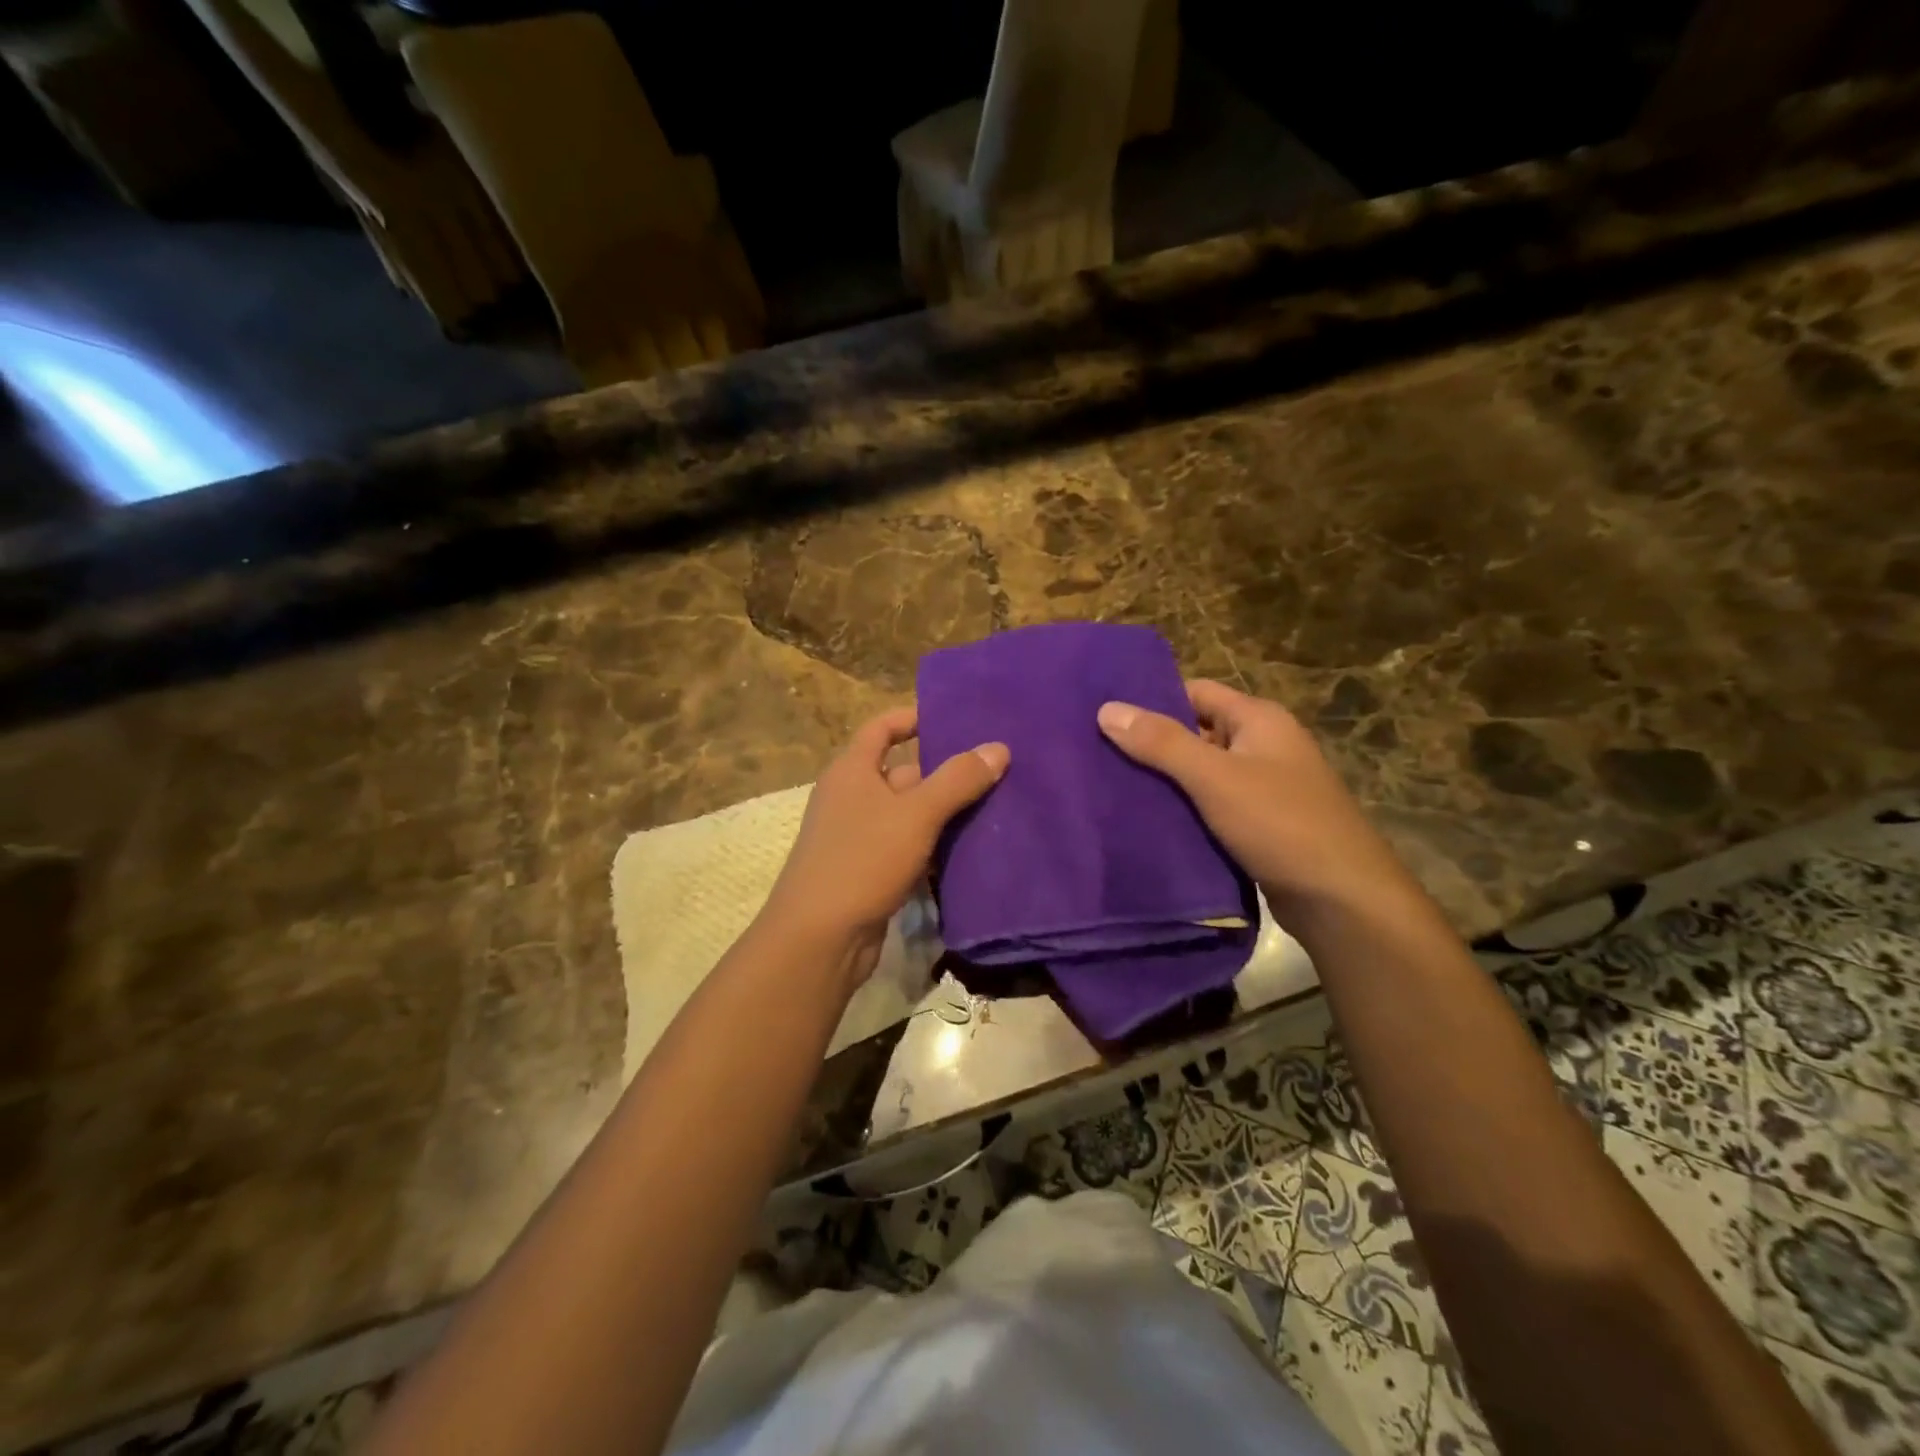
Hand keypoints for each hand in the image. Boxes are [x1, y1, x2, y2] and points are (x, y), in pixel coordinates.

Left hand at [760, 707, 1008, 993]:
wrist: (820, 939)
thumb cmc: (862, 860)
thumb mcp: (916, 814)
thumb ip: (957, 780)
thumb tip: (998, 747)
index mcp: (852, 771)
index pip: (881, 728)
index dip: (913, 718)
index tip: (954, 719)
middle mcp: (851, 797)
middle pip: (903, 773)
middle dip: (944, 773)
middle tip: (994, 769)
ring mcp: (858, 837)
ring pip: (908, 814)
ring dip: (944, 813)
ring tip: (995, 807)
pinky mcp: (868, 871)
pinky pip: (907, 848)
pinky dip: (933, 847)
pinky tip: (969, 851)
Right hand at [1096, 681, 1414, 920]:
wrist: (1342, 899)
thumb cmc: (1280, 824)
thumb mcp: (1215, 777)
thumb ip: (1161, 743)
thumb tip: (1107, 708)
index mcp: (1259, 720)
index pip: (1196, 692)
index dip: (1153, 700)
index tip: (1107, 715)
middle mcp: (1263, 746)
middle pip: (1196, 732)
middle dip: (1152, 744)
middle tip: (1098, 754)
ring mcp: (1264, 788)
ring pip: (1202, 773)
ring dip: (1166, 781)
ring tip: (1111, 788)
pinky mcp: (1260, 825)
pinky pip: (1212, 806)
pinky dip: (1184, 810)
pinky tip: (1148, 821)